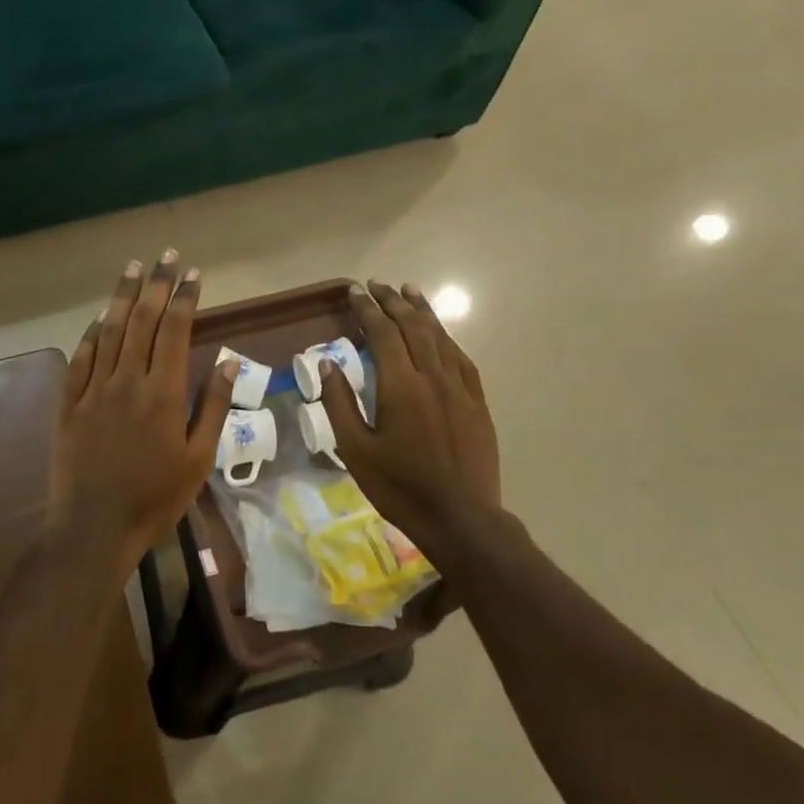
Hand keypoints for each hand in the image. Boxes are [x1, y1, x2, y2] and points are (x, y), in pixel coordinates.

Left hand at [50, 251, 234, 575]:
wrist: (94, 526)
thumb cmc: (155, 497)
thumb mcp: (198, 459)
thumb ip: (212, 406)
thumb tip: (226, 361)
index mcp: (162, 393)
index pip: (173, 330)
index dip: (183, 298)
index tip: (192, 273)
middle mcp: (126, 380)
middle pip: (141, 320)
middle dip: (154, 284)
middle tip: (165, 255)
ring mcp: (93, 389)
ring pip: (108, 331)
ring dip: (121, 297)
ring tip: (132, 268)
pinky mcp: (69, 403)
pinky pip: (81, 357)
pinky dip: (92, 333)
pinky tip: (99, 318)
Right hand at [316, 281, 508, 565]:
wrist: (460, 518)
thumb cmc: (400, 487)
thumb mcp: (356, 450)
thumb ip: (340, 403)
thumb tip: (327, 363)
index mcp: (400, 386)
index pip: (383, 333)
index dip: (367, 309)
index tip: (354, 291)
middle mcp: (432, 376)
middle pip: (413, 326)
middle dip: (393, 301)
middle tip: (376, 285)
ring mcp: (460, 388)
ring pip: (440, 337)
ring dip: (422, 311)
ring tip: (409, 291)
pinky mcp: (477, 402)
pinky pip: (461, 358)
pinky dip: (446, 338)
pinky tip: (440, 334)